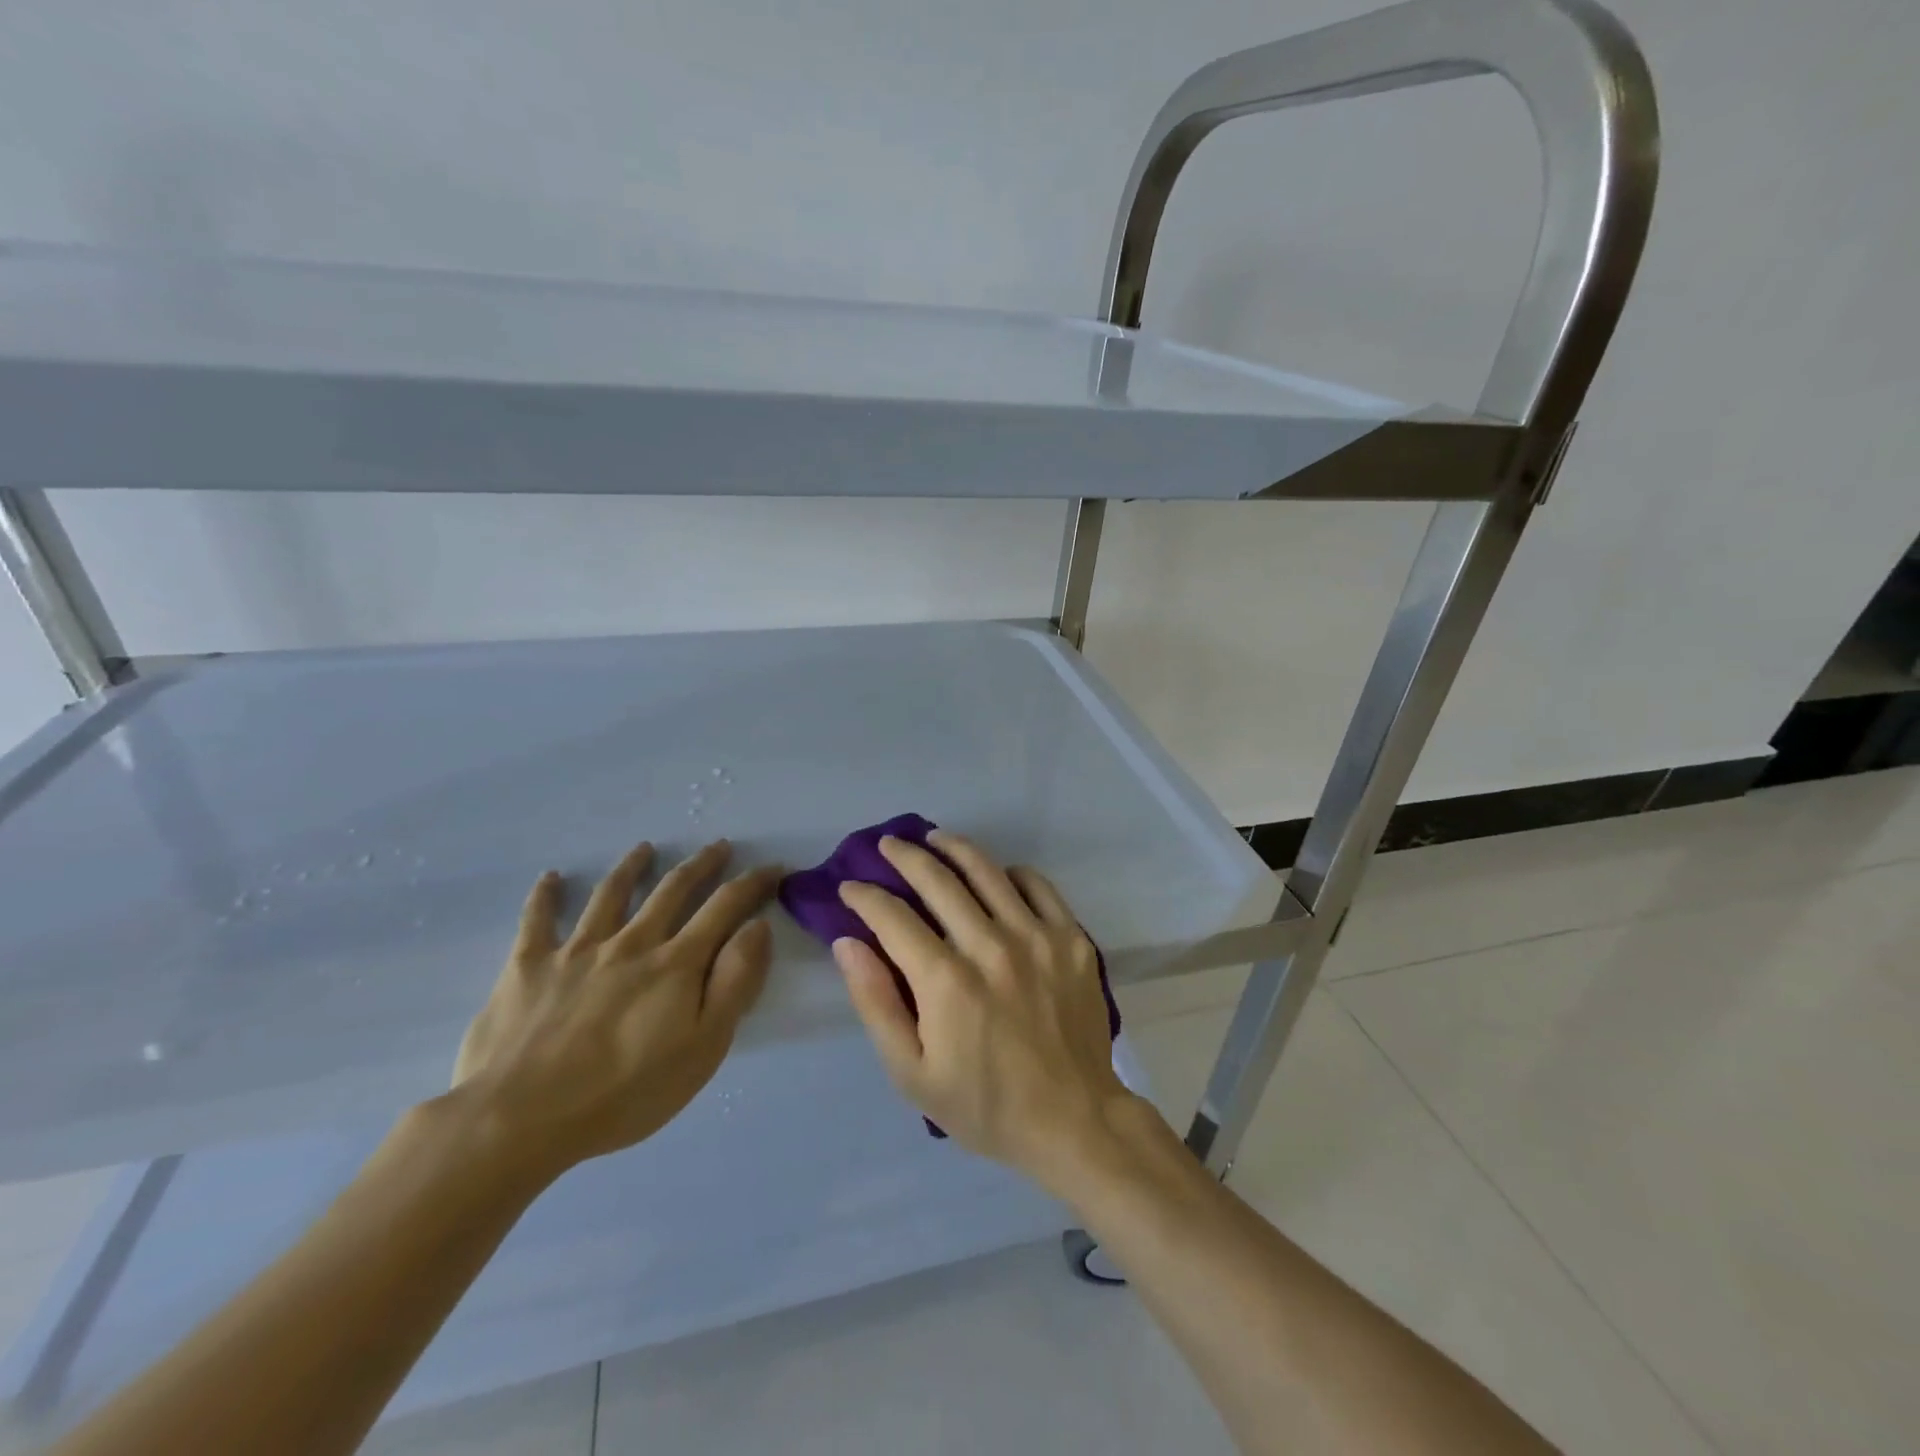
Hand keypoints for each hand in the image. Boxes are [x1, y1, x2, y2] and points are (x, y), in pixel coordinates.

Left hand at [448, 840, 778, 1180]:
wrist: (519, 1119)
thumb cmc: (624, 1093)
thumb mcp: (703, 1047)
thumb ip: (734, 982)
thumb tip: (758, 927)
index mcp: (675, 963)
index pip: (724, 907)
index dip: (752, 883)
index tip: (773, 867)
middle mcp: (631, 942)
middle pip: (672, 889)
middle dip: (701, 864)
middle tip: (719, 846)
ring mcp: (576, 950)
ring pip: (610, 894)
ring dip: (631, 866)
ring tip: (644, 848)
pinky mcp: (528, 967)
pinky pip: (536, 920)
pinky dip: (544, 896)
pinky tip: (551, 877)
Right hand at [834, 832, 1143, 1194]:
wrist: (1074, 1120)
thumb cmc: (985, 1104)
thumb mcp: (912, 1074)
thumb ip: (876, 1003)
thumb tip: (848, 943)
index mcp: (947, 981)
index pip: (893, 917)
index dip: (865, 896)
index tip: (851, 886)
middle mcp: (991, 946)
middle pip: (939, 879)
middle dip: (904, 856)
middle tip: (887, 845)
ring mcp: (1037, 937)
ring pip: (987, 871)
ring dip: (954, 848)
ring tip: (934, 838)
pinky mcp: (1072, 939)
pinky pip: (1037, 886)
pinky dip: (1011, 873)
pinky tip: (997, 875)